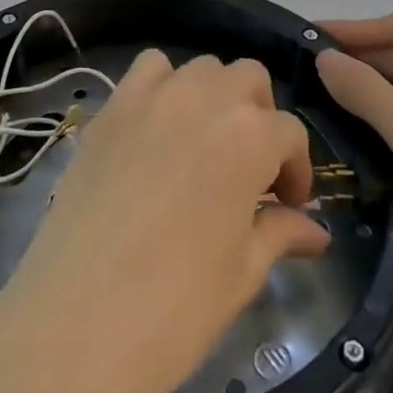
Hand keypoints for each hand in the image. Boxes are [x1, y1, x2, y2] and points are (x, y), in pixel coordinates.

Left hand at [0, 51, 330, 392]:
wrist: (77, 324)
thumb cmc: (176, 308)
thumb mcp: (242, 273)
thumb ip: (280, 233)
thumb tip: (315, 231)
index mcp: (250, 136)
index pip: (290, 134)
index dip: (296, 170)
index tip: (289, 205)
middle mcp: (206, 98)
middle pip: (249, 80)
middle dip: (260, 118)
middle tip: (250, 169)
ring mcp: (152, 96)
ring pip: (201, 68)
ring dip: (214, 97)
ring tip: (204, 145)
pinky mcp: (111, 107)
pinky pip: (147, 70)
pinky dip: (162, 85)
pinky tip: (158, 128)